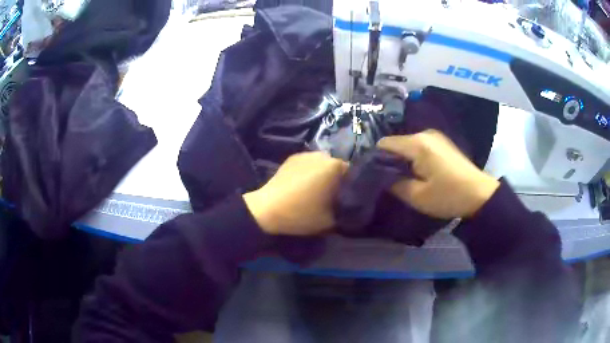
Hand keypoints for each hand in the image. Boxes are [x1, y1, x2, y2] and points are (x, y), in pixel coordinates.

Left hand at [243, 152, 347, 234]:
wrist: (267, 209)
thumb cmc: (301, 214)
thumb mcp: (330, 221)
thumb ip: (344, 212)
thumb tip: (348, 207)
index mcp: (334, 167)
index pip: (352, 173)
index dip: (350, 185)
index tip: (345, 197)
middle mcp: (321, 155)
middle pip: (336, 166)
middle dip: (336, 178)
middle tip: (332, 194)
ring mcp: (304, 154)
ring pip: (321, 164)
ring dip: (321, 173)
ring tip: (315, 189)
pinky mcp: (291, 158)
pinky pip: (307, 163)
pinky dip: (308, 171)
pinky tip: (301, 184)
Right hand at [378, 130, 499, 218]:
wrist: (480, 194)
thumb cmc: (448, 196)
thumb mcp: (417, 196)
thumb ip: (394, 184)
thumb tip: (380, 176)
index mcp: (417, 144)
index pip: (385, 144)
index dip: (377, 159)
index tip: (375, 176)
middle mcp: (425, 134)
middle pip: (397, 143)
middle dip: (391, 160)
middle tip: (391, 181)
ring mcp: (435, 136)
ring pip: (408, 145)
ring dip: (404, 160)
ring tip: (406, 178)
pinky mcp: (442, 142)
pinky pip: (420, 147)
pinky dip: (415, 158)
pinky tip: (420, 172)